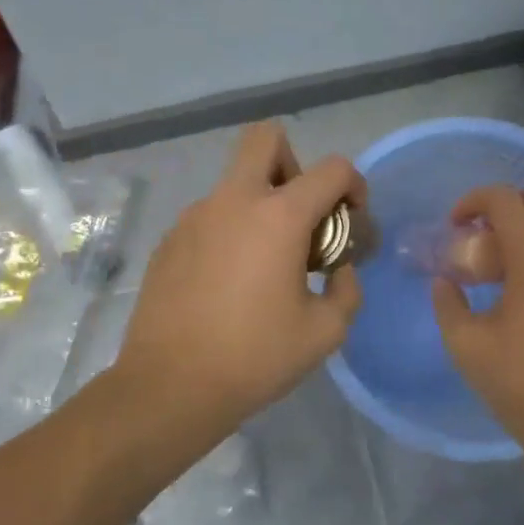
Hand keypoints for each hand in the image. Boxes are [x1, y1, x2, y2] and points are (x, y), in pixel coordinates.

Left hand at [116, 121, 364, 443]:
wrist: (170, 386)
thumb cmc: (256, 358)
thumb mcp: (325, 332)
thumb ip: (346, 291)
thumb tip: (338, 271)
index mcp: (279, 217)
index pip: (332, 168)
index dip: (354, 186)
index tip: (352, 222)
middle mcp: (234, 201)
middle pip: (265, 138)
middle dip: (294, 162)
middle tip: (301, 215)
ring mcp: (194, 217)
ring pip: (235, 182)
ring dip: (260, 205)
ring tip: (265, 265)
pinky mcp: (169, 241)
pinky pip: (210, 217)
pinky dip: (230, 233)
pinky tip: (229, 284)